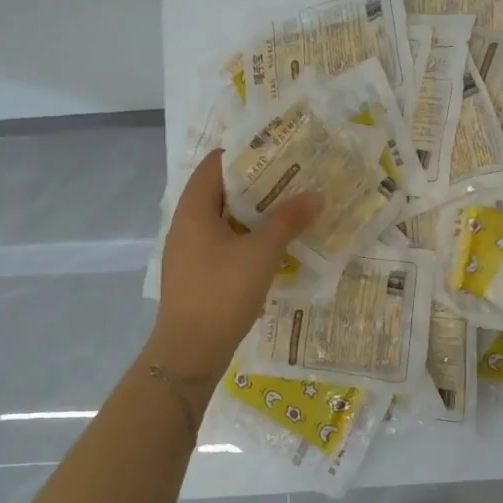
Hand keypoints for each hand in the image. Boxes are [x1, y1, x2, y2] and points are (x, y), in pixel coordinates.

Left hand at [151, 150, 321, 384]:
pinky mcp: (198, 275)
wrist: (190, 352)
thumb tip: (316, 194)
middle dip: (256, 184)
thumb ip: (288, 220)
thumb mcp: (261, 253)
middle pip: (221, 192)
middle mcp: (186, 226)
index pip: (214, 165)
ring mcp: (190, 252)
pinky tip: (275, 245)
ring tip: (290, 207)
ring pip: (224, 220)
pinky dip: (248, 238)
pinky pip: (224, 244)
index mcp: (193, 211)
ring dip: (254, 213)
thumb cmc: (221, 292)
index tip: (277, 149)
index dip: (243, 154)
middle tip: (294, 177)